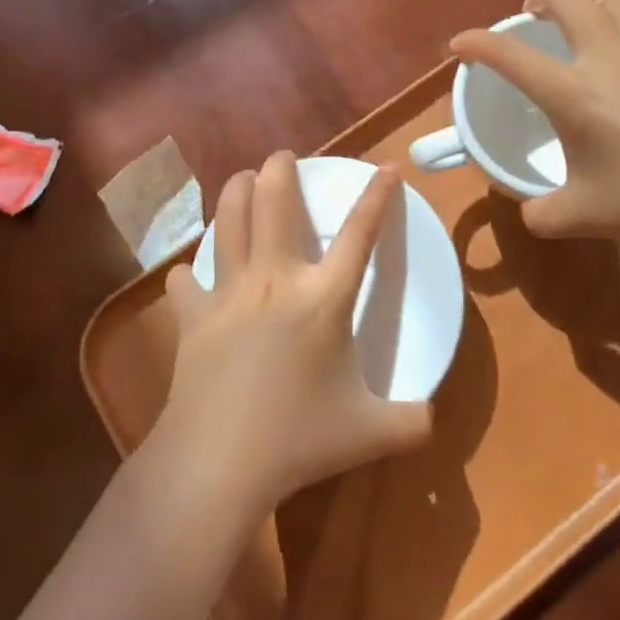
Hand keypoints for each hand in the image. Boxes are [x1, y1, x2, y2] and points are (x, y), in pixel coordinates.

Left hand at [156, 152, 431, 517]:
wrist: (218, 462)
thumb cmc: (298, 441)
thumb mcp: (371, 433)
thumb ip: (412, 422)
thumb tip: (433, 420)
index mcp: (323, 299)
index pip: (359, 234)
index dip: (377, 196)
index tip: (386, 167)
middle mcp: (275, 279)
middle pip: (275, 202)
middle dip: (280, 169)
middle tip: (282, 157)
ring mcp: (229, 293)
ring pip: (227, 221)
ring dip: (234, 192)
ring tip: (241, 180)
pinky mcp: (192, 317)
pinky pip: (186, 281)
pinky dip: (189, 272)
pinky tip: (190, 274)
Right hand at [450, 0, 619, 239]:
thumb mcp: (582, 216)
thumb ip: (542, 213)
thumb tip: (530, 211)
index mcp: (573, 91)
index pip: (510, 56)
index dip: (477, 44)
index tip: (460, 44)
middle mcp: (611, 58)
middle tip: (534, 16)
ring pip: (618, 3)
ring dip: (594, 9)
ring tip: (591, 34)